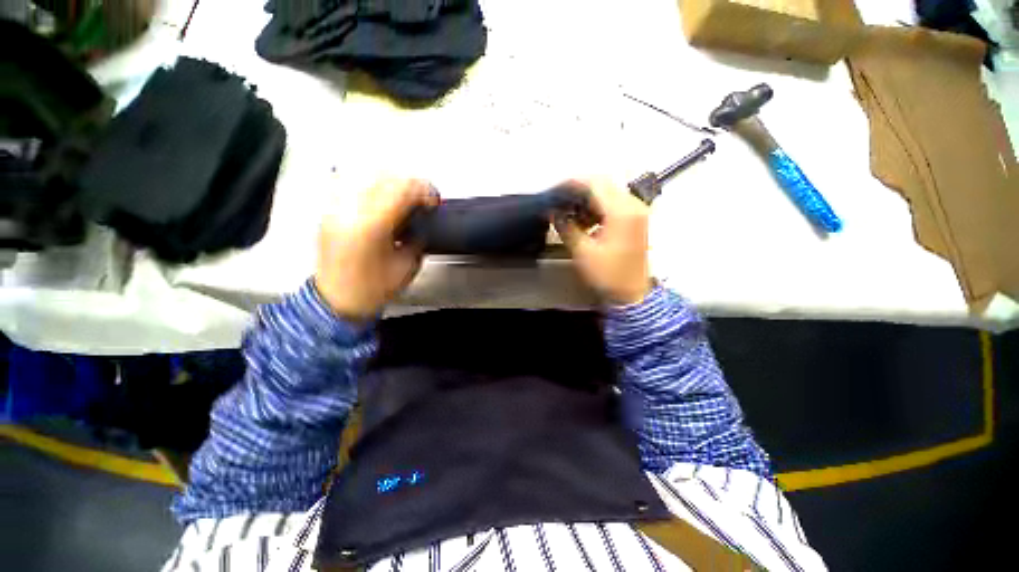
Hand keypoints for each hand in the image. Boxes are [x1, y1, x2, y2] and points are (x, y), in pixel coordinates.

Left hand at [315, 178, 438, 320]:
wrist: (338, 301)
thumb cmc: (371, 289)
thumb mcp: (407, 266)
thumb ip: (417, 239)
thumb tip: (421, 221)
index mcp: (372, 227)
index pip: (401, 190)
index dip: (423, 190)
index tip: (432, 200)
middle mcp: (349, 212)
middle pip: (384, 176)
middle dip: (409, 183)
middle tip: (421, 197)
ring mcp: (335, 210)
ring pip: (365, 174)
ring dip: (390, 181)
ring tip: (402, 195)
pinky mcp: (329, 212)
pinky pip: (348, 183)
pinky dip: (368, 184)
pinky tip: (379, 195)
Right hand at [555, 178, 651, 305]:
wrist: (632, 294)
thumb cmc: (608, 275)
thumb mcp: (582, 252)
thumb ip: (566, 227)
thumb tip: (553, 213)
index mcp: (621, 211)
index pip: (595, 183)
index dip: (571, 183)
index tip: (554, 190)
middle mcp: (632, 205)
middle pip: (602, 185)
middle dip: (578, 191)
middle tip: (559, 201)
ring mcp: (636, 212)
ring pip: (607, 194)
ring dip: (587, 201)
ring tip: (569, 215)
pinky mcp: (634, 220)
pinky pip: (613, 205)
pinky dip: (596, 209)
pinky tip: (584, 222)